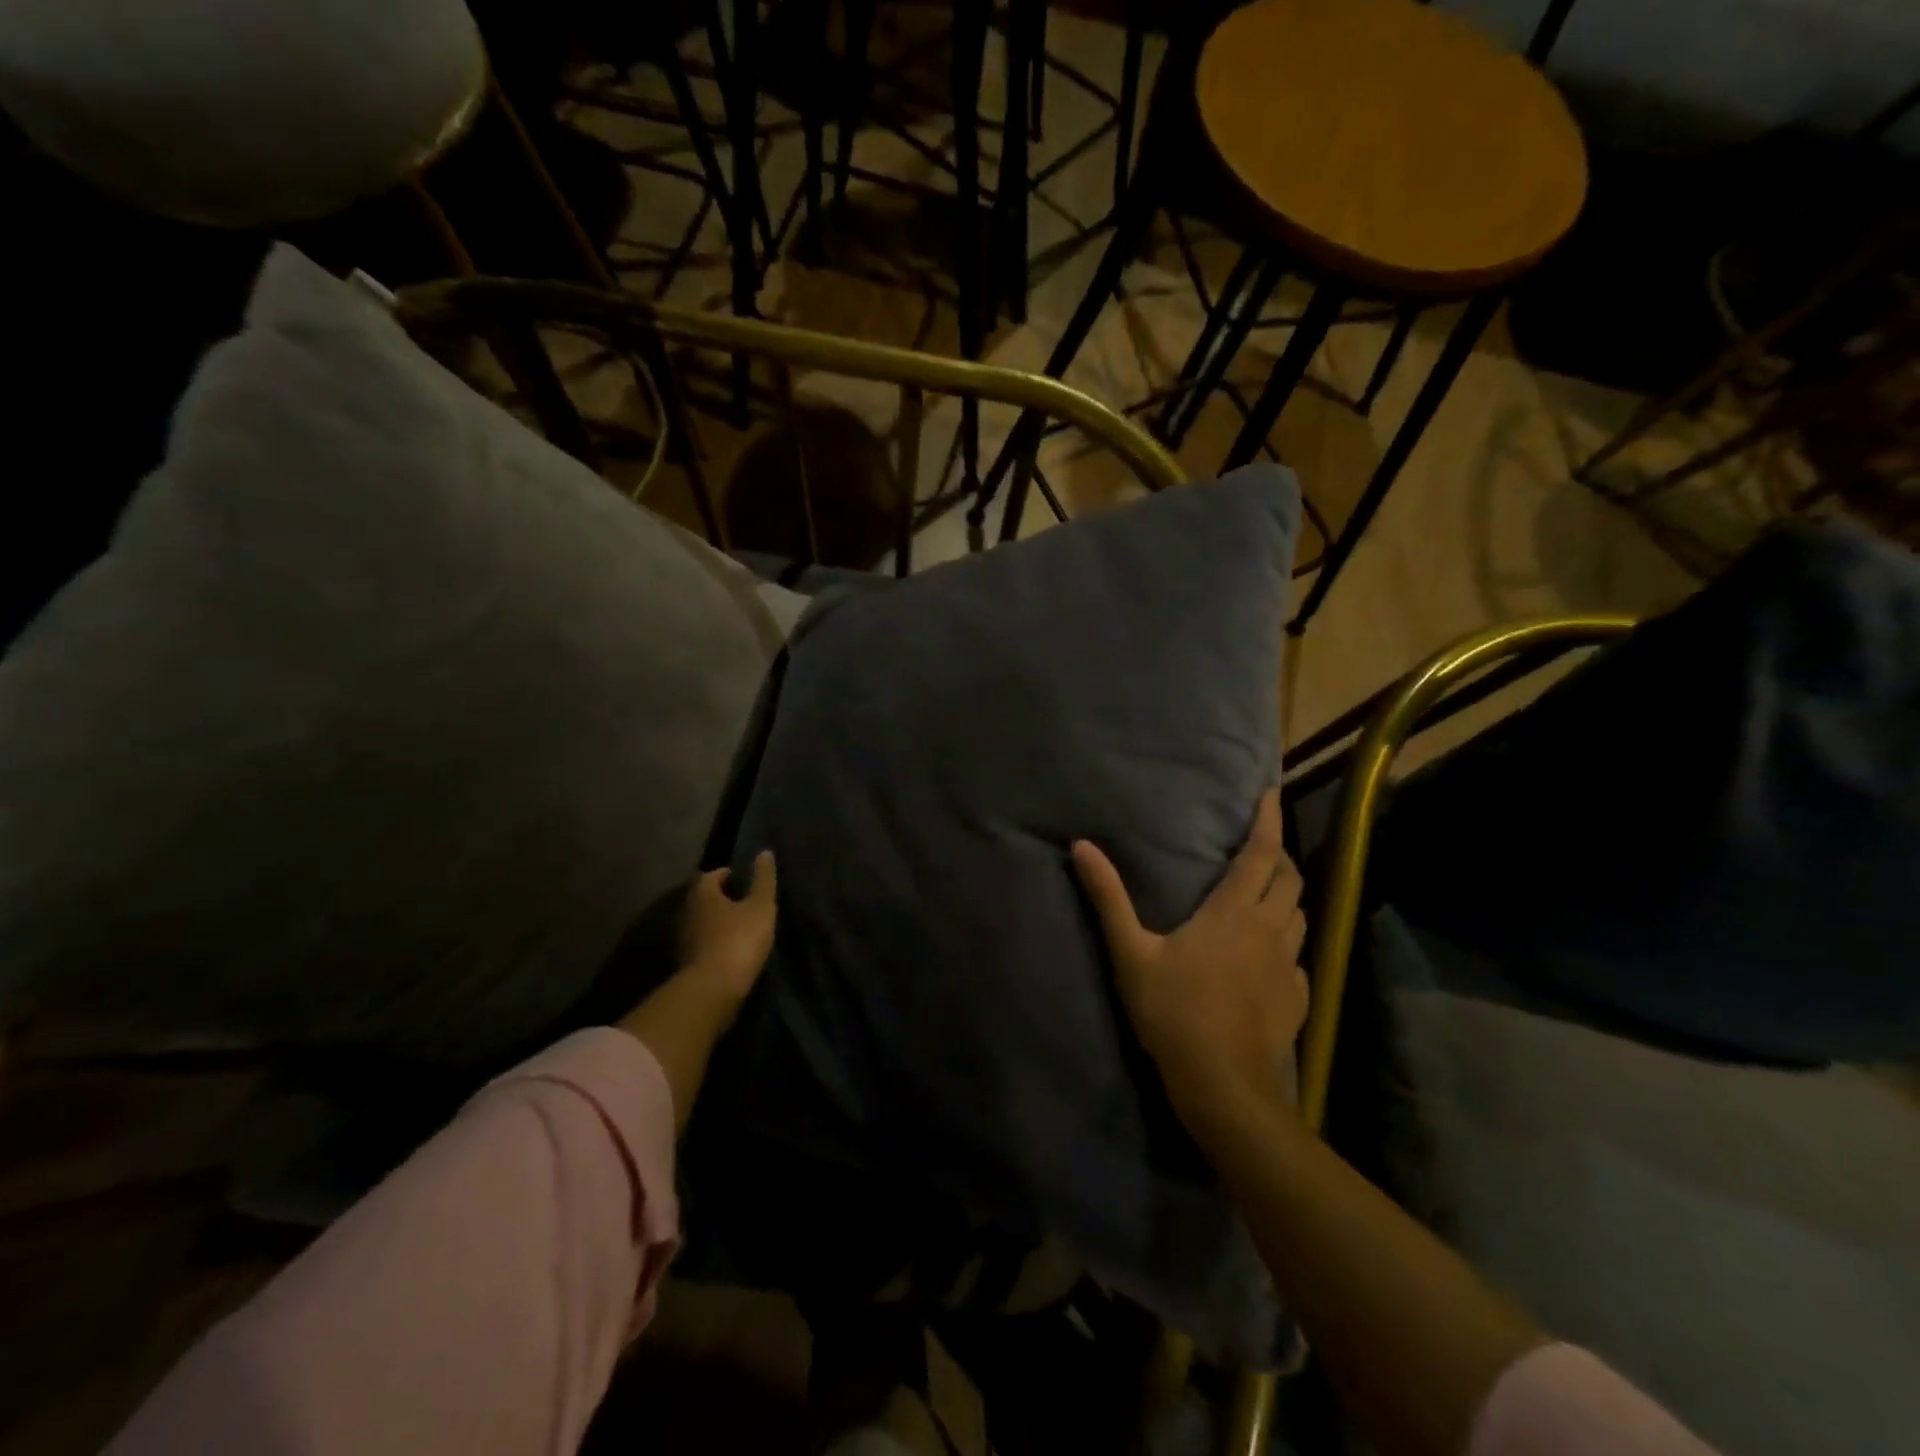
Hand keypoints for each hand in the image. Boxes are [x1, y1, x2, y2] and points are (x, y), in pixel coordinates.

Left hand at [677, 851, 778, 1007]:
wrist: (712, 990)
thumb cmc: (738, 939)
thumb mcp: (760, 906)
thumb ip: (763, 879)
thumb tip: (764, 852)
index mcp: (702, 893)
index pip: (711, 875)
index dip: (727, 875)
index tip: (743, 881)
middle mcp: (685, 911)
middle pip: (703, 898)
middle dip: (721, 898)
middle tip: (744, 902)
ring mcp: (681, 939)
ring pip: (700, 922)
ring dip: (716, 922)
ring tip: (739, 926)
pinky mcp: (683, 963)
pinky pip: (700, 943)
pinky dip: (712, 942)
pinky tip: (729, 949)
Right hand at [1072, 790, 1307, 1132]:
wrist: (1223, 1085)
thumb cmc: (1174, 1011)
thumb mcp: (1131, 952)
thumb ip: (1108, 898)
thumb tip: (1082, 846)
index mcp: (1234, 912)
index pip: (1262, 854)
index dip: (1269, 821)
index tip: (1272, 794)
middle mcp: (1269, 930)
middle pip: (1290, 879)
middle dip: (1280, 856)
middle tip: (1262, 846)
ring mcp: (1289, 966)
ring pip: (1300, 916)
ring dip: (1287, 896)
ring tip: (1269, 893)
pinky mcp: (1298, 998)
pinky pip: (1299, 957)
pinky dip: (1287, 941)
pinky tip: (1270, 955)